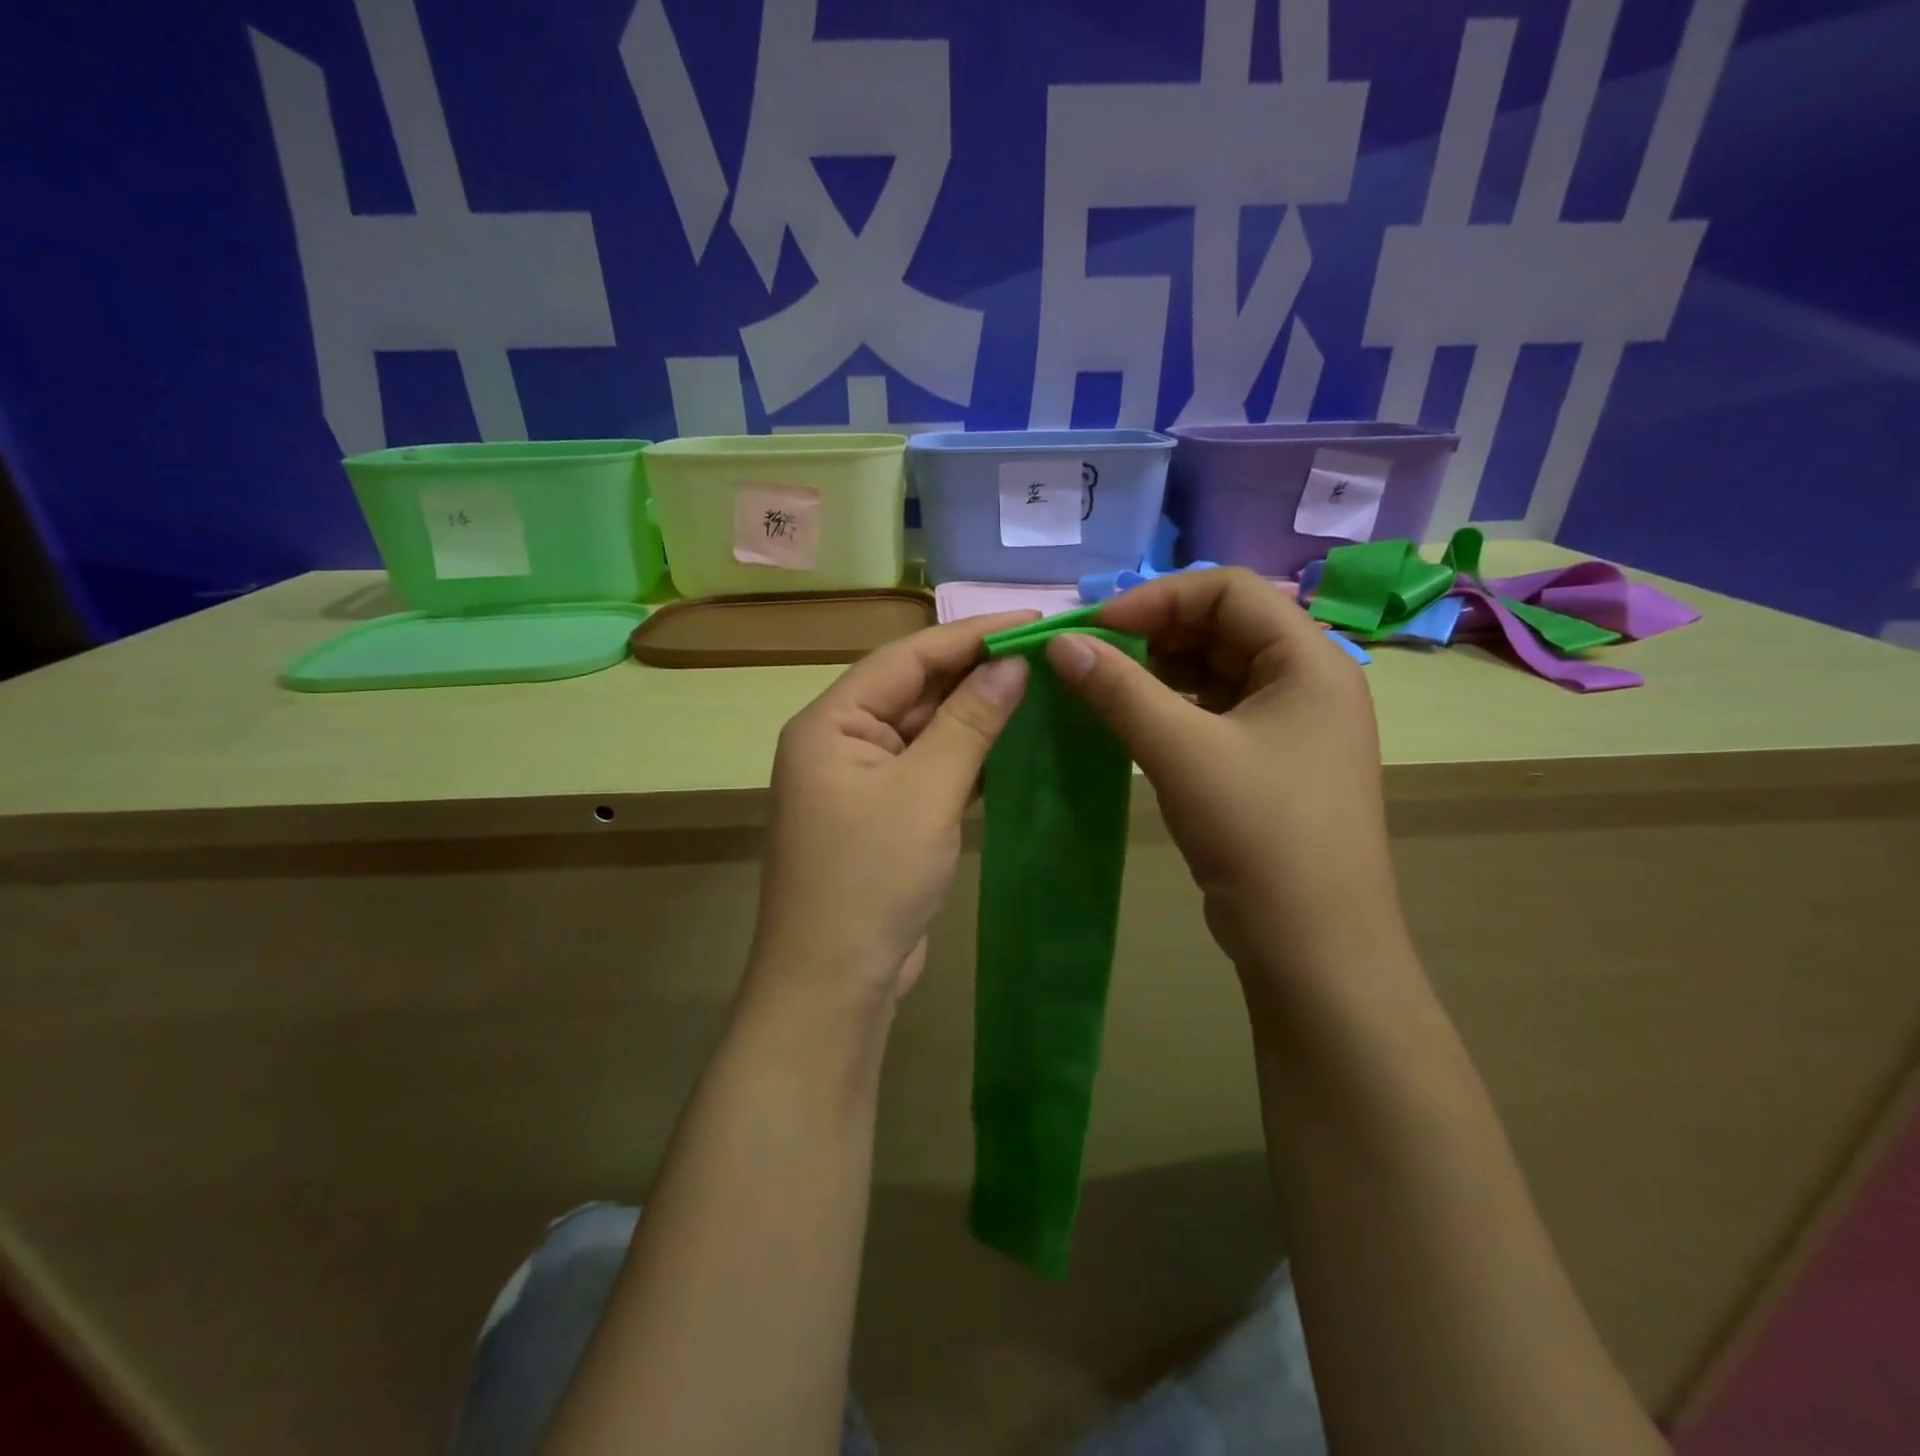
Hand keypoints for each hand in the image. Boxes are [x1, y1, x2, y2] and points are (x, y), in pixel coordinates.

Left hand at [747, 613, 1035, 1016]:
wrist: (834, 983)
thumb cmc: (871, 879)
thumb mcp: (926, 793)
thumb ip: (969, 723)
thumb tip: (1012, 664)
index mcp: (830, 722)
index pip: (906, 657)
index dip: (969, 634)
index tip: (1031, 619)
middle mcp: (839, 742)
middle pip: (914, 689)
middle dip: (975, 671)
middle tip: (1044, 653)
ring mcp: (860, 781)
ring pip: (924, 730)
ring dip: (974, 713)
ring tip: (1038, 688)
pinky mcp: (882, 816)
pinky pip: (928, 768)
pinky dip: (966, 755)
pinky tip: (1011, 744)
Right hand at [1043, 568, 1406, 1007]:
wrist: (1314, 944)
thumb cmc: (1260, 834)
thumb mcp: (1182, 752)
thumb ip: (1118, 690)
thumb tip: (1059, 643)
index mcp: (1310, 660)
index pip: (1230, 590)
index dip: (1159, 597)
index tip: (1097, 628)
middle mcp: (1308, 681)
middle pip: (1224, 626)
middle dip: (1154, 632)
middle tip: (1091, 655)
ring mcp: (1291, 724)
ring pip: (1216, 669)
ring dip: (1158, 669)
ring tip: (1103, 685)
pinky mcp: (1270, 761)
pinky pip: (1214, 711)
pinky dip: (1171, 706)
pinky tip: (1131, 720)